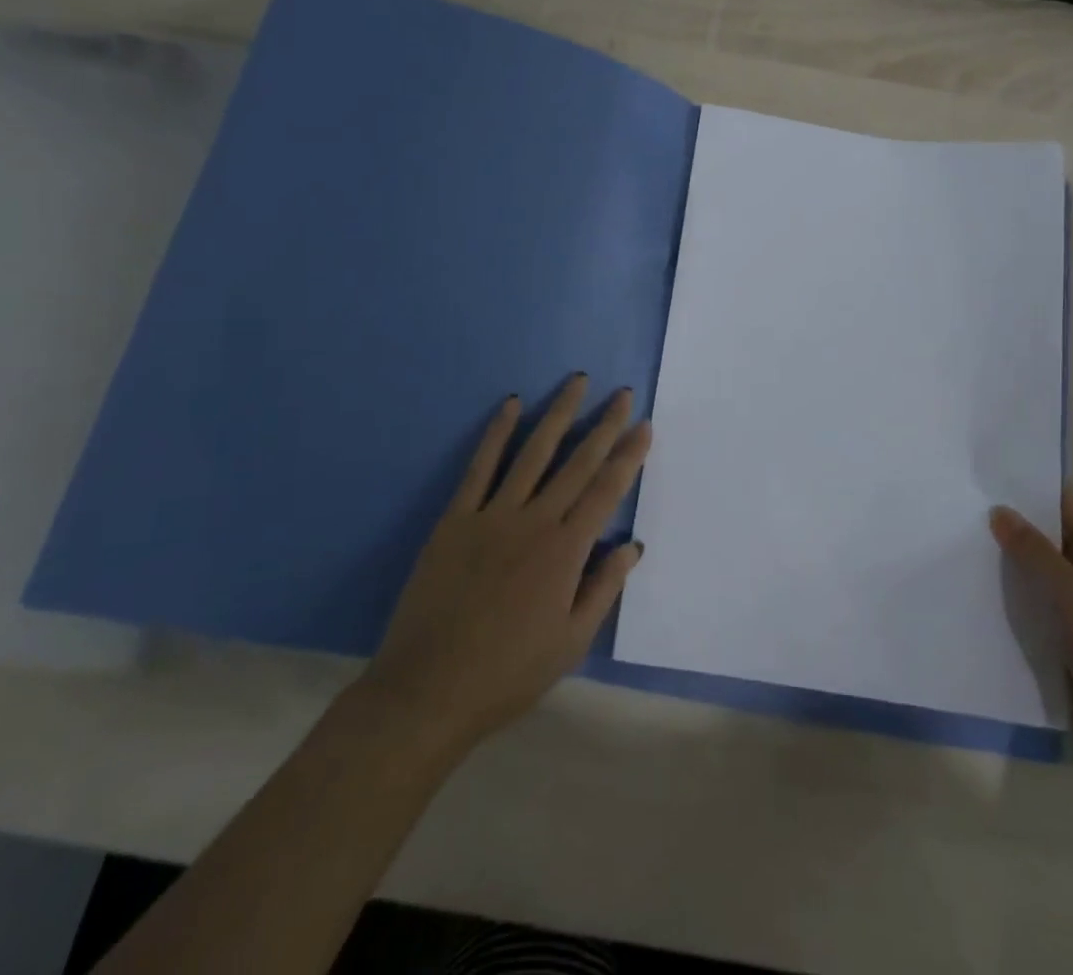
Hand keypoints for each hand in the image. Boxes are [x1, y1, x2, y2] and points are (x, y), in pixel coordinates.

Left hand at [357, 375, 650, 760]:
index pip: (607, 491)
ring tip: (576, 382)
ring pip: (534, 453)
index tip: (643, 426)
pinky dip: (497, 433)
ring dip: (558, 414)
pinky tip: (511, 405)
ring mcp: (493, 515)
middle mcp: (535, 521)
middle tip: (622, 393)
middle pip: (577, 462)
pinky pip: (480, 466)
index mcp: (567, 552)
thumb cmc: (508, 673)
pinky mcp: (456, 518)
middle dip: (604, 425)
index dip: (628, 456)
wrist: (428, 690)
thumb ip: (603, 588)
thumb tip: (632, 545)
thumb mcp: (571, 642)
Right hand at [990, 493, 1072, 796]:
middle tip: (963, 511)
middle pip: (1054, 538)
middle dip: (1015, 526)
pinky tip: (982, 592)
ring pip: (1044, 573)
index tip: (986, 480)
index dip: (1032, 490)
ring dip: (1012, 563)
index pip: (1069, 507)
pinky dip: (1016, 596)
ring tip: (962, 545)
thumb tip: (1001, 512)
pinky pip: (1041, 606)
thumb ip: (1038, 553)